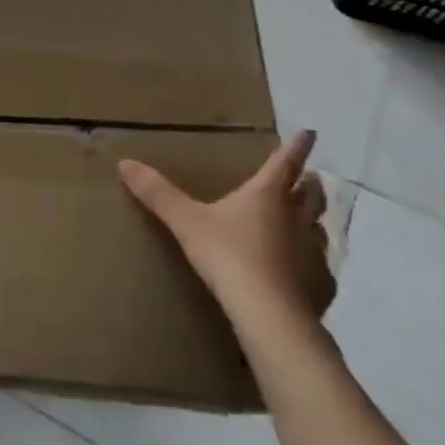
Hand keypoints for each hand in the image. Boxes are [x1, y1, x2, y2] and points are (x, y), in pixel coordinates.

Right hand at [119, 130, 332, 334]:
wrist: (268, 313)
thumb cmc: (227, 255)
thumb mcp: (185, 221)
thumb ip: (158, 193)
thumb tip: (125, 163)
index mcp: (266, 196)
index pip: (285, 163)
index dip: (297, 146)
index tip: (310, 132)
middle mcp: (296, 218)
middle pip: (311, 194)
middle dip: (310, 183)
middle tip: (310, 176)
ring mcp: (313, 252)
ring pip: (318, 228)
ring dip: (312, 220)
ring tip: (304, 221)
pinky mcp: (320, 284)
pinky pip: (319, 266)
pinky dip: (312, 261)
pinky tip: (301, 271)